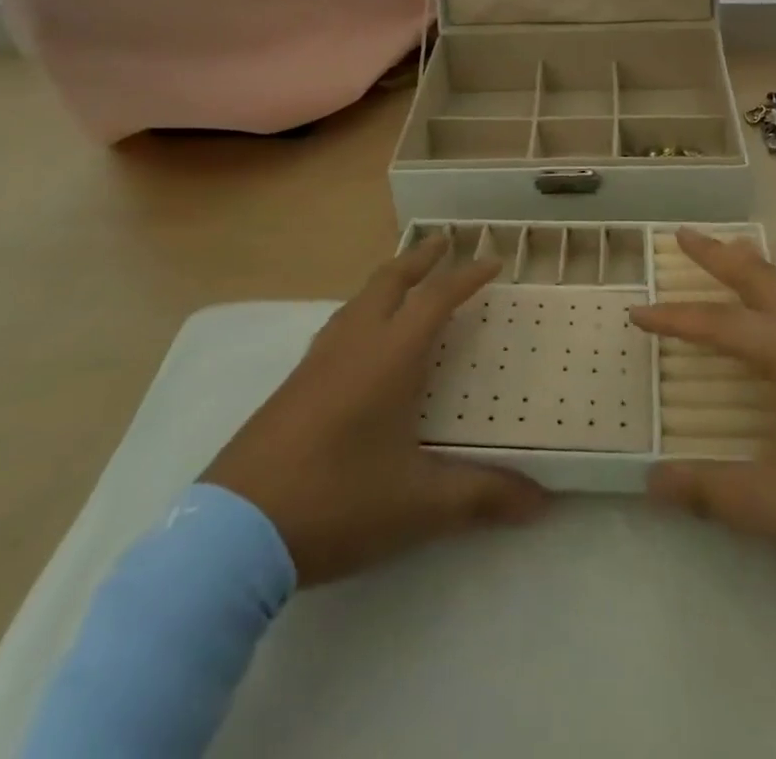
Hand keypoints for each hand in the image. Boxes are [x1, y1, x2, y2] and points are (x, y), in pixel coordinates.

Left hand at [201, 235, 548, 586]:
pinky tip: (360, 339)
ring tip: (406, 282)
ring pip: (358, 300)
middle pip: (389, 281)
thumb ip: (481, 497)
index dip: (466, 277)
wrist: (234, 533)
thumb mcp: (417, 505)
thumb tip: (541, 503)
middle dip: (420, 258)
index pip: (435, 299)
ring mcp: (316, 362)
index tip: (492, 261)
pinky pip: (337, 326)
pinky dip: (362, 310)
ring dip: (388, 280)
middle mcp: (353, 345)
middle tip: (444, 242)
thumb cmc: (336, 502)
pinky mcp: (291, 385)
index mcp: (389, 357)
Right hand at [629, 228, 775, 598]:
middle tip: (682, 235)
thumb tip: (650, 481)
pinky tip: (774, 316)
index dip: (674, 319)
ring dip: (750, 270)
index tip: (637, 311)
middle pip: (761, 278)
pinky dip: (775, 294)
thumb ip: (708, 491)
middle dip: (717, 255)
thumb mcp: (775, 508)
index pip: (720, 325)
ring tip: (724, 256)